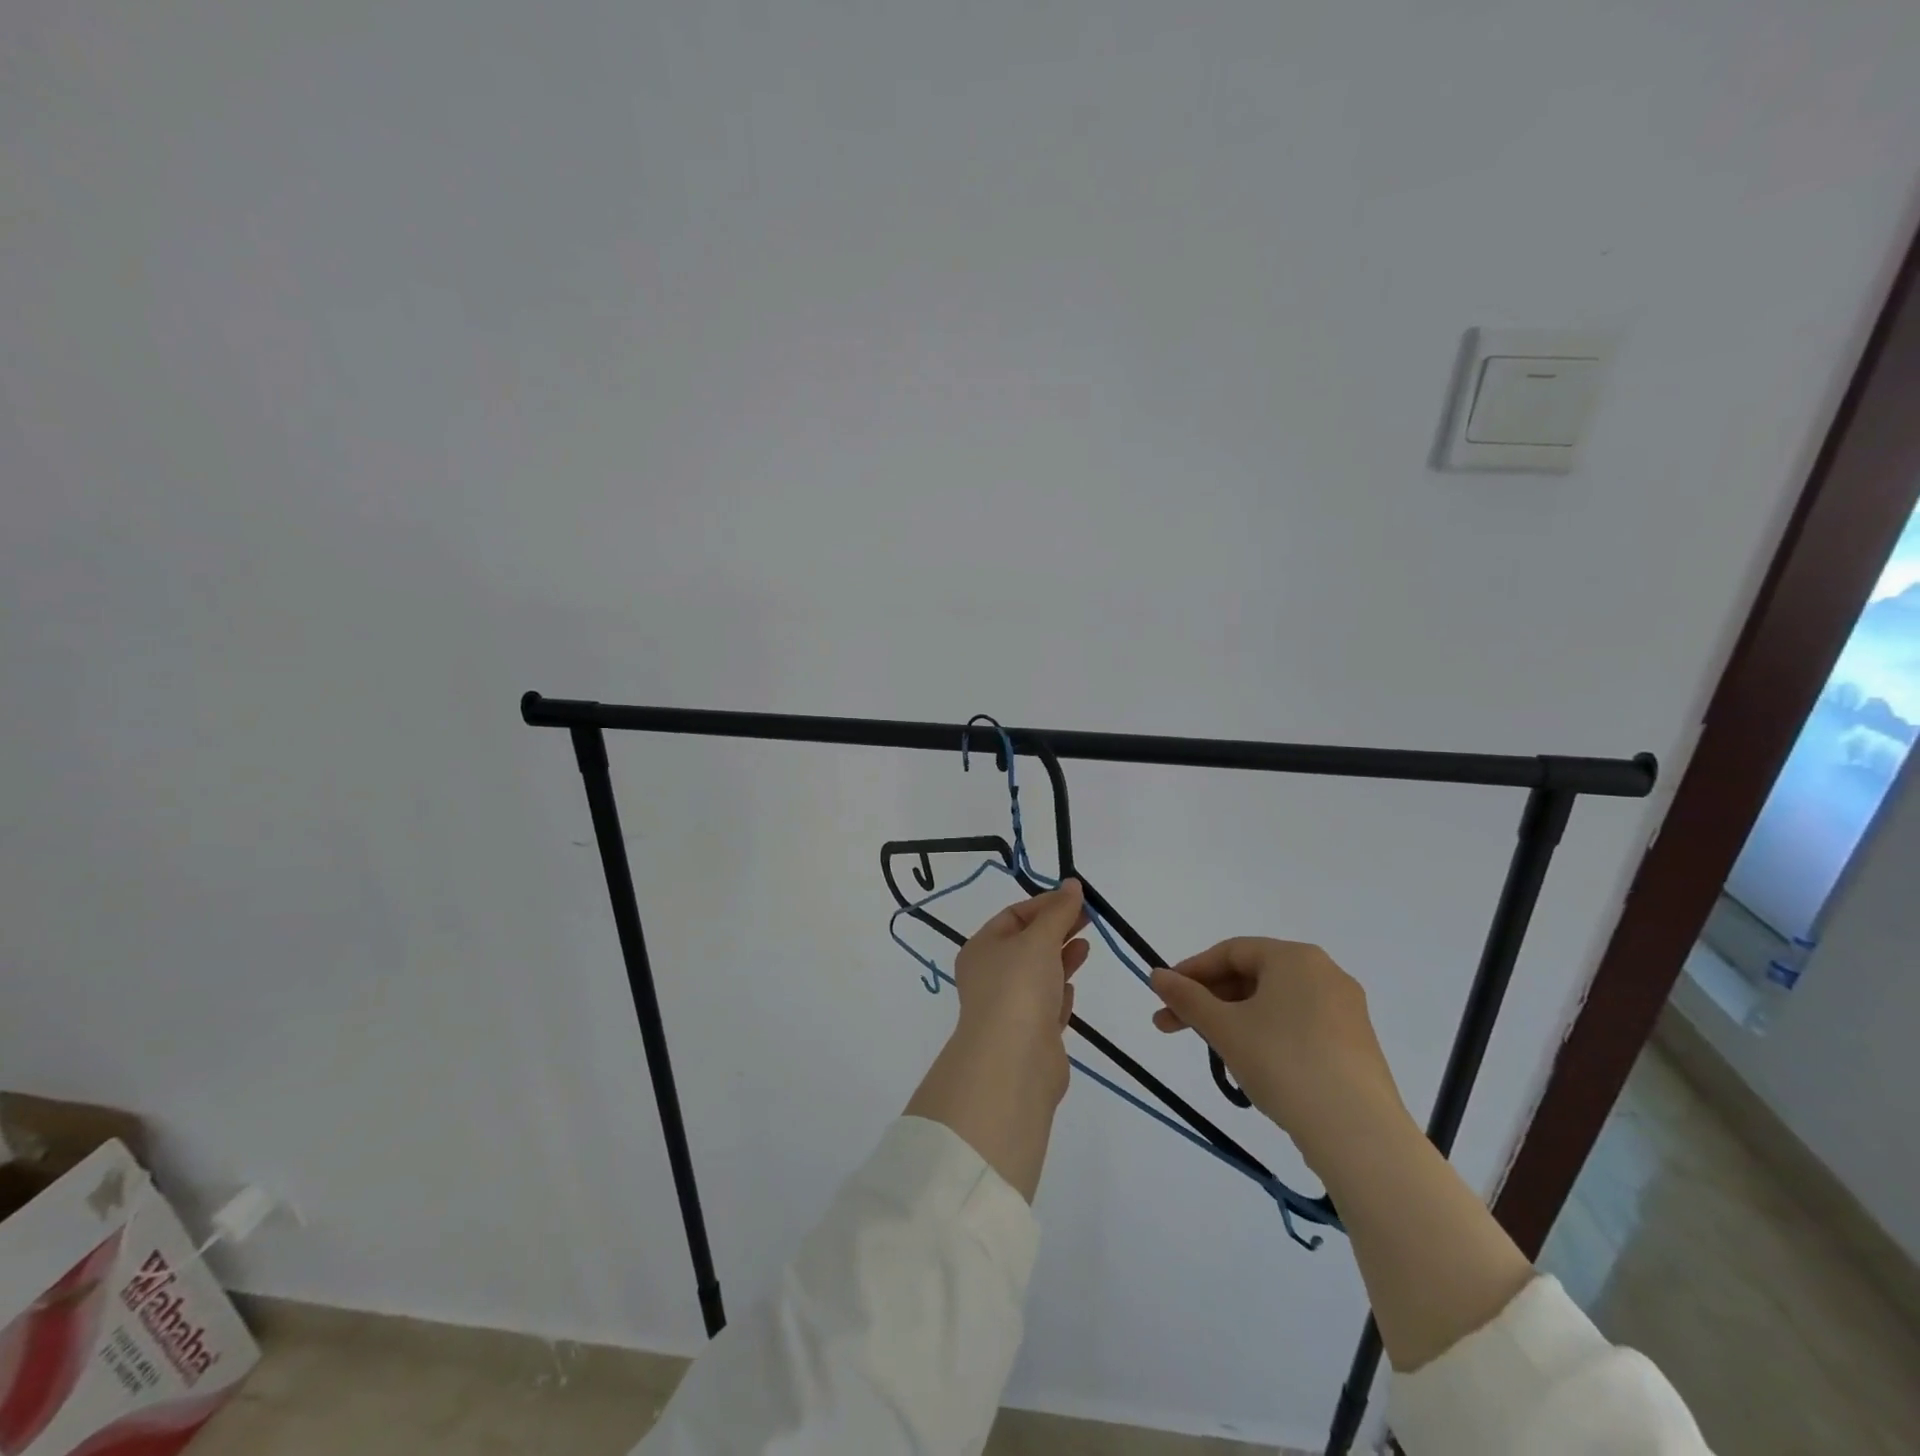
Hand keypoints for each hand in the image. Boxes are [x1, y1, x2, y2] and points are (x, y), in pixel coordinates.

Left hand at [952, 880, 1090, 1044]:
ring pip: (1038, 974)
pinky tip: (1072, 988)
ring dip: (1061, 958)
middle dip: (1057, 929)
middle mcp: (990, 976)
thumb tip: (1072, 885)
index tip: (1078, 899)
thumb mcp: (1039, 939)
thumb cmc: (1019, 987)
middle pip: (1027, 943)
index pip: (1014, 915)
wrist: (1014, 1061)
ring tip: (1086, 946)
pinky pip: (1046, 1006)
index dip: (1046, 904)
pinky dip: (1059, 993)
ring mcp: (1010, 1007)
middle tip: (1090, 918)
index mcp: (982, 948)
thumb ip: (1058, 912)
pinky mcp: (1030, 1035)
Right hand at [1149, 938, 1406, 1164]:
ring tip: (1213, 1053)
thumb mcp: (1224, 1028)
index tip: (1164, 996)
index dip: (1192, 971)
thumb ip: (1187, 998)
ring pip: (1274, 1005)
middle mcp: (1325, 974)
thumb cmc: (1283, 1063)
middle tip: (1171, 1027)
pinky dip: (1267, 1037)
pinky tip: (1252, 1067)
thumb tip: (1156, 975)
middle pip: (1252, 977)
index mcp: (1295, 957)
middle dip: (1209, 1001)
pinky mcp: (1356, 1046)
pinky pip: (1298, 1027)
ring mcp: (1345, 1011)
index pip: (1231, 952)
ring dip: (1234, 1021)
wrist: (1358, 1134)